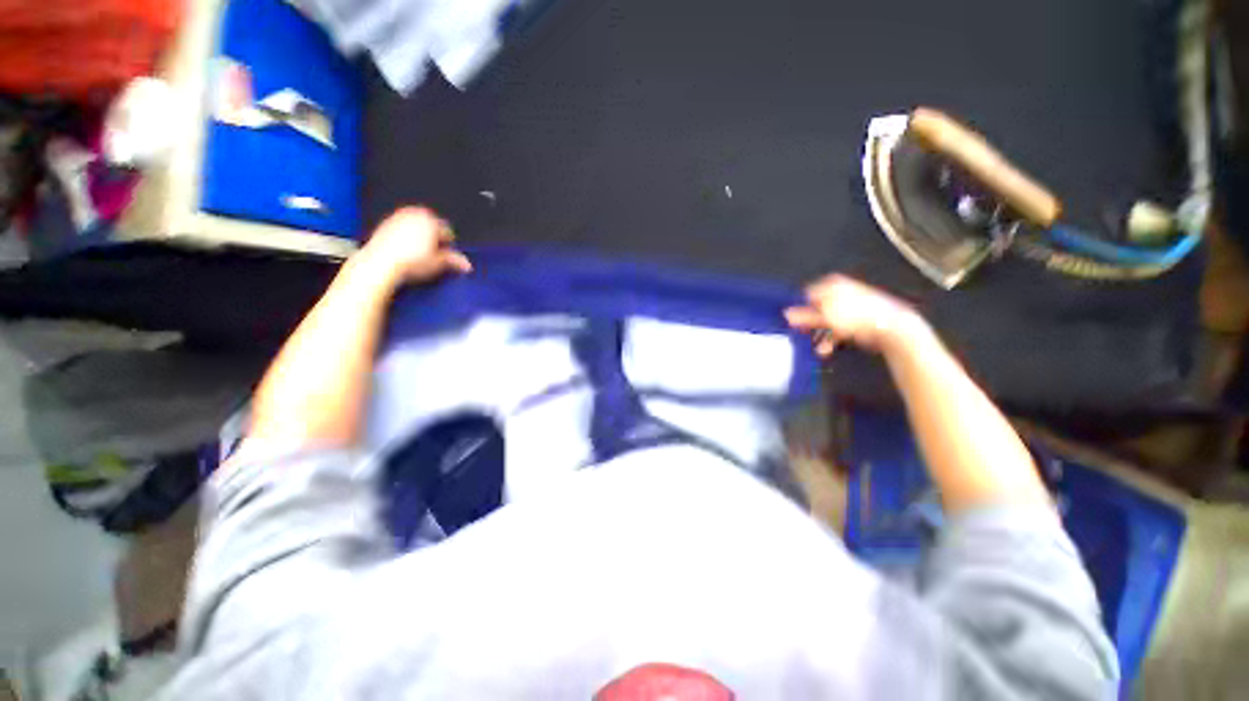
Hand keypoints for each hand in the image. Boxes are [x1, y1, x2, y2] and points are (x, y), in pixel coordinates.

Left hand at [355, 207, 471, 284]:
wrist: (381, 263)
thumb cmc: (408, 261)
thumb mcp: (438, 263)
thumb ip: (454, 260)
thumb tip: (465, 264)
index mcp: (430, 219)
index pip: (447, 231)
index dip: (449, 245)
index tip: (446, 256)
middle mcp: (414, 214)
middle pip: (431, 227)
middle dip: (434, 239)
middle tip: (433, 255)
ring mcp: (398, 217)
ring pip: (416, 227)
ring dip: (420, 238)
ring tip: (419, 254)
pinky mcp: (385, 224)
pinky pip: (402, 229)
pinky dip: (406, 238)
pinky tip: (405, 252)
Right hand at [784, 275, 925, 355]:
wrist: (892, 327)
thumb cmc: (856, 317)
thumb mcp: (826, 316)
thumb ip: (805, 315)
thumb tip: (786, 313)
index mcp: (832, 285)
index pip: (807, 294)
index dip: (799, 307)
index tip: (791, 321)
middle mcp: (840, 293)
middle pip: (816, 308)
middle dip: (808, 323)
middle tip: (798, 333)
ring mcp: (849, 308)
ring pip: (826, 321)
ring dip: (818, 334)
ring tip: (814, 346)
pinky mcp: (856, 321)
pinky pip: (837, 329)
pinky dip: (830, 339)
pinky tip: (825, 350)